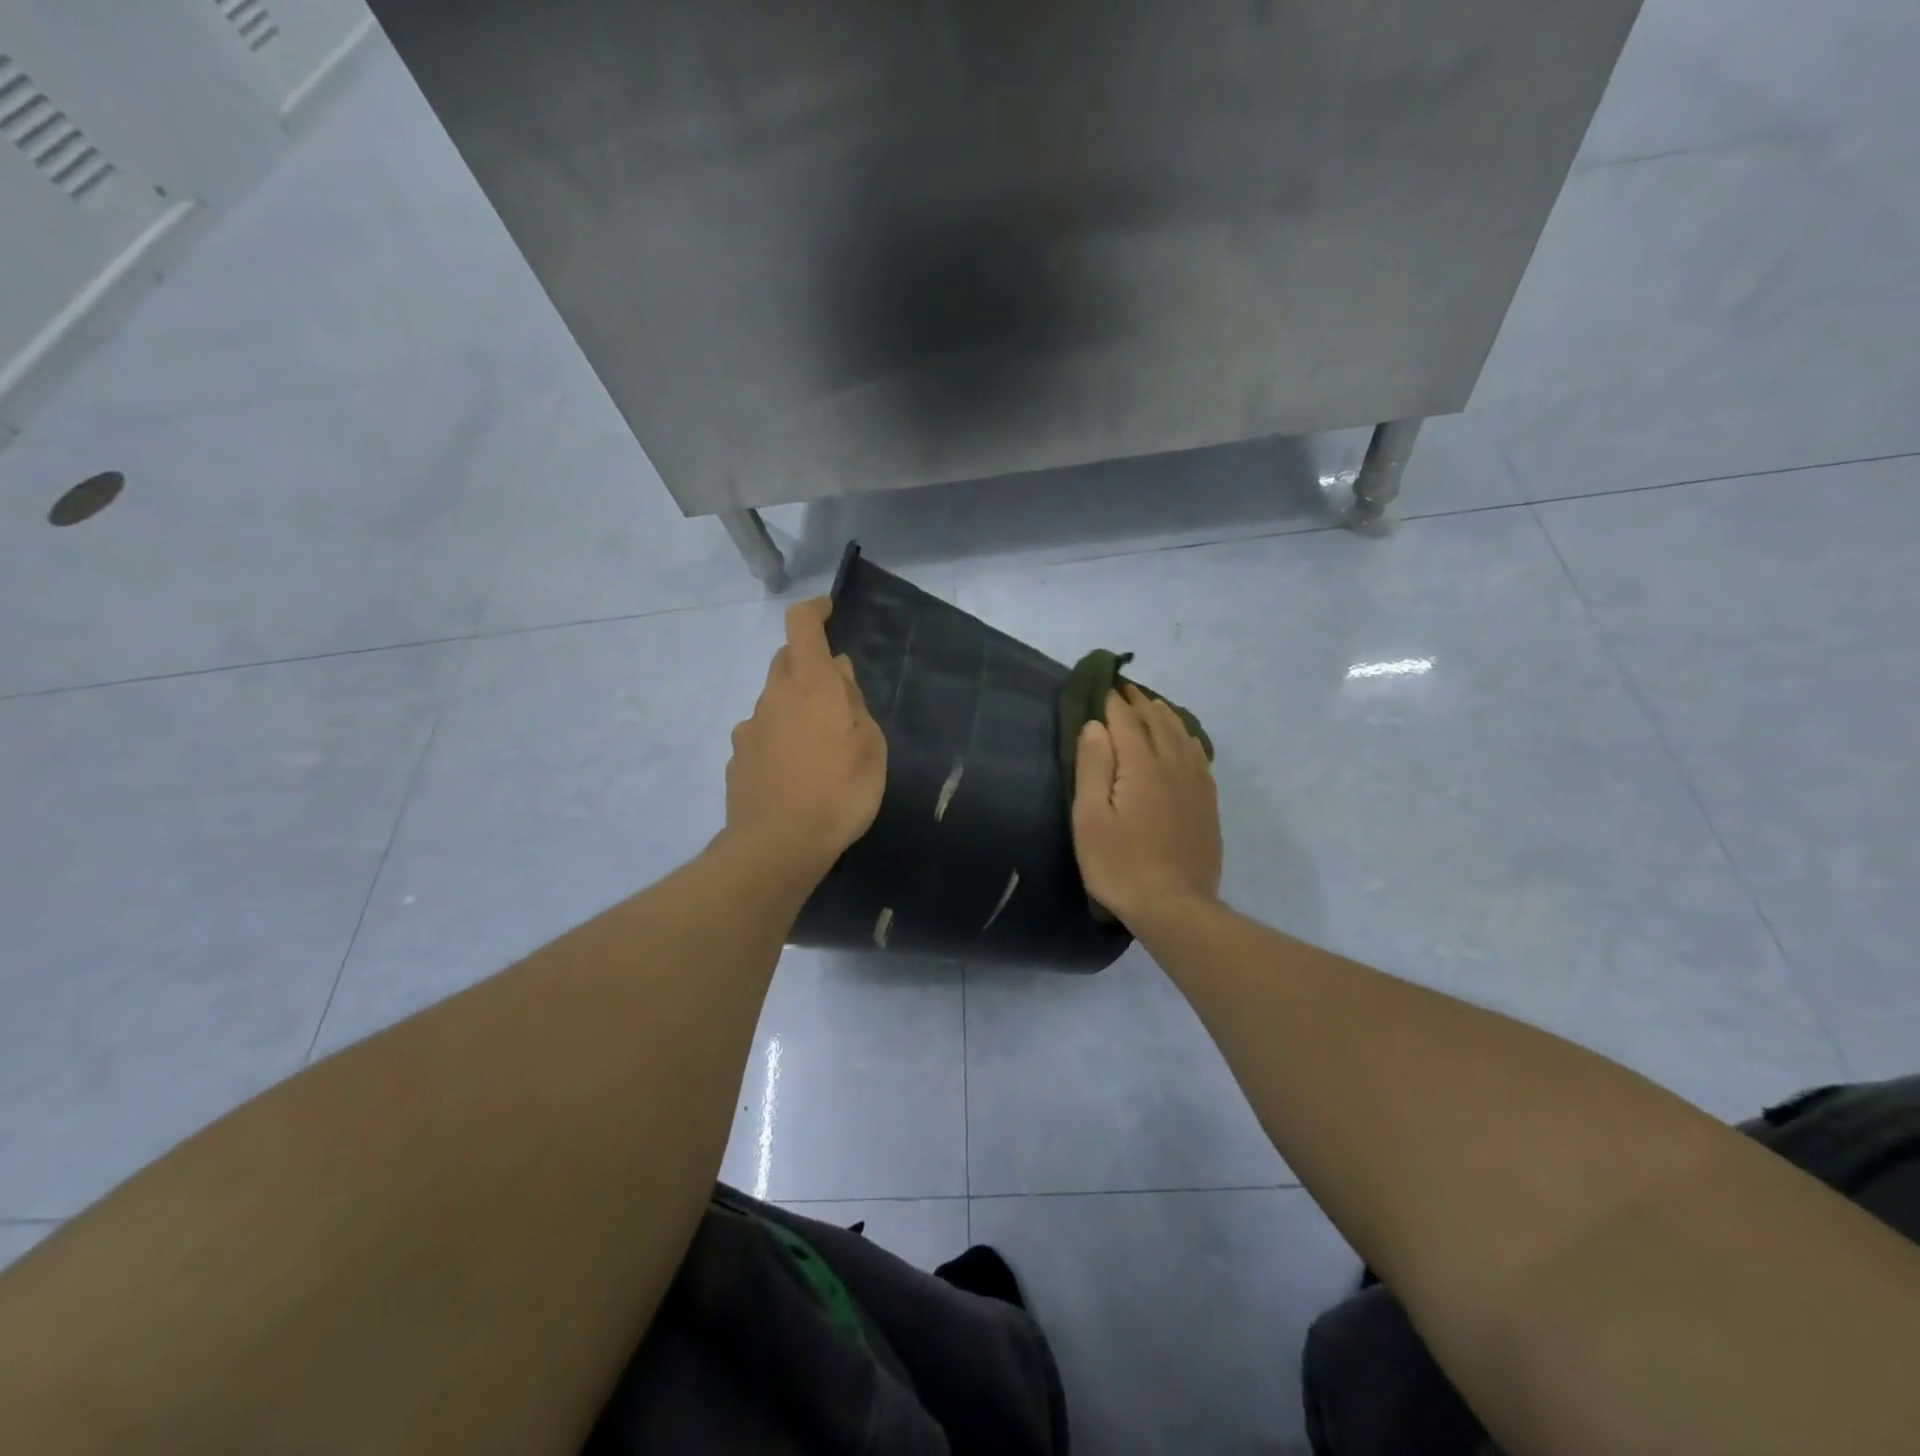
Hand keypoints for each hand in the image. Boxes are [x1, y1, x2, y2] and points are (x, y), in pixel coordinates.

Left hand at [725, 598, 886, 875]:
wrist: (777, 847)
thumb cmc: (839, 793)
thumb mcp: (870, 747)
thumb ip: (854, 702)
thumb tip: (838, 672)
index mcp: (810, 685)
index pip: (802, 625)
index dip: (814, 610)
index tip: (829, 611)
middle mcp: (773, 697)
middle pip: (786, 660)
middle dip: (809, 665)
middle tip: (838, 696)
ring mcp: (749, 728)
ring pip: (775, 700)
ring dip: (795, 707)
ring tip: (820, 747)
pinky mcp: (737, 759)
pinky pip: (762, 735)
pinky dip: (779, 739)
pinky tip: (795, 772)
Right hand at [1072, 686, 1222, 926]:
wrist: (1174, 906)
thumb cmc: (1120, 864)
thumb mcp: (1090, 817)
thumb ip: (1093, 766)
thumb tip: (1096, 725)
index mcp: (1142, 765)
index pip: (1126, 721)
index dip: (1113, 702)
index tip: (1103, 686)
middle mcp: (1173, 765)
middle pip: (1158, 722)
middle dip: (1140, 703)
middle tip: (1125, 691)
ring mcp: (1196, 784)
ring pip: (1182, 736)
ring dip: (1165, 716)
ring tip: (1153, 706)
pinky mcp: (1207, 804)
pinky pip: (1199, 757)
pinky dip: (1187, 739)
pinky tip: (1184, 741)